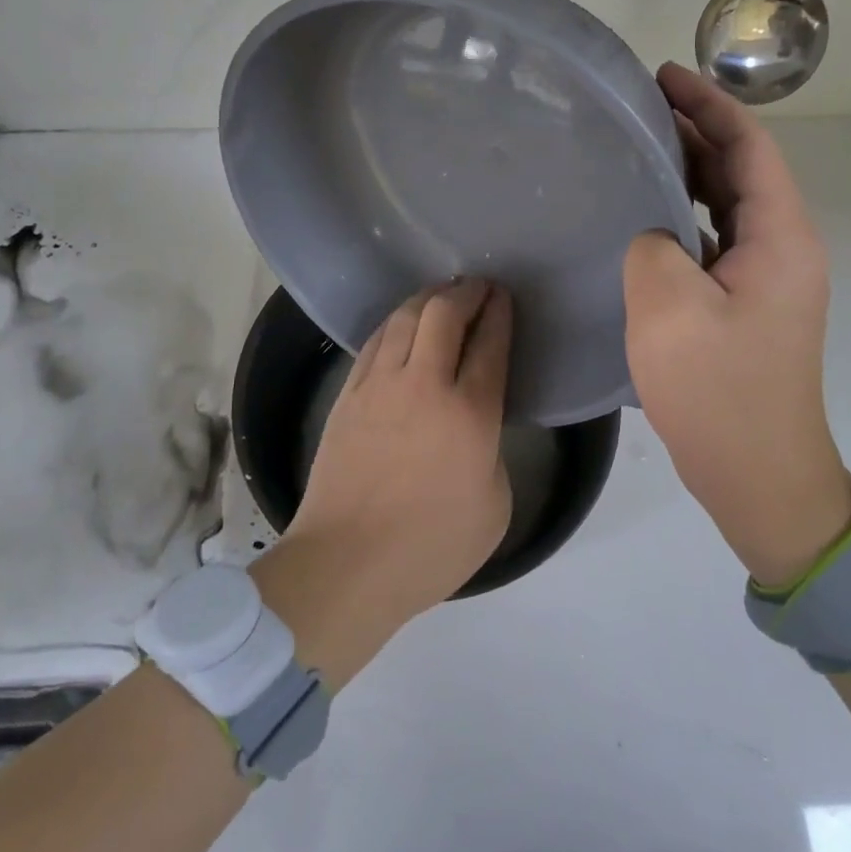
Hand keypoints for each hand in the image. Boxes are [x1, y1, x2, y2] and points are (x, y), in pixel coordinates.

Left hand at [254, 278, 512, 684]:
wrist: (346, 563)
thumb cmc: (430, 546)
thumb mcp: (494, 506)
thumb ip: (492, 451)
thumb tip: (475, 424)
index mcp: (469, 414)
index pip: (490, 344)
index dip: (500, 313)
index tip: (504, 298)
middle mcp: (424, 384)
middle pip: (445, 313)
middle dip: (467, 292)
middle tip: (479, 288)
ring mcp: (380, 385)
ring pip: (405, 317)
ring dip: (429, 298)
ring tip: (443, 296)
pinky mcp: (348, 393)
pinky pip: (375, 340)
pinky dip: (396, 322)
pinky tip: (403, 324)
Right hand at [623, 63, 850, 585]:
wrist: (760, 478)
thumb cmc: (720, 393)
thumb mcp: (668, 310)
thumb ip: (651, 246)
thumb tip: (651, 234)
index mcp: (780, 238)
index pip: (750, 147)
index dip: (710, 104)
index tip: (663, 76)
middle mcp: (783, 248)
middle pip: (740, 169)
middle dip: (695, 129)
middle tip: (637, 106)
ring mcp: (766, 278)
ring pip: (727, 203)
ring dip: (688, 169)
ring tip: (636, 145)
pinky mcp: (745, 303)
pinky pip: (715, 237)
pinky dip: (683, 212)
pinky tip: (644, 212)